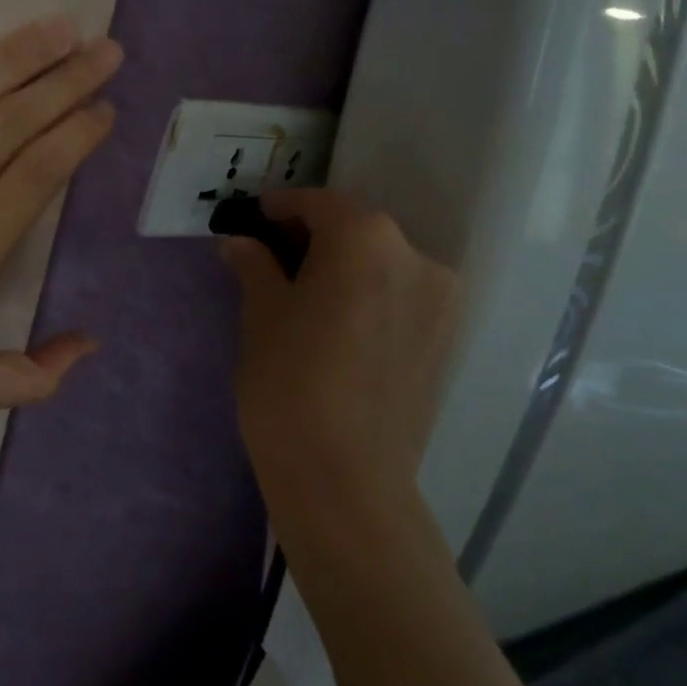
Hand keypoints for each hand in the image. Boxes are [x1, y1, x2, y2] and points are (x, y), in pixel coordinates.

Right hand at [220, 190, 456, 543]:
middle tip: (271, 256)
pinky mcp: (447, 340)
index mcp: (366, 239)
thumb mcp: (261, 314)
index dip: (281, 208)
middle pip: (355, 230)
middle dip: (312, 237)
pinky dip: (368, 295)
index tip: (254, 217)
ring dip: (342, 267)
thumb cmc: (290, 384)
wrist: (346, 481)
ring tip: (303, 293)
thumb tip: (239, 241)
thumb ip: (255, 265)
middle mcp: (415, 256)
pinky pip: (400, 296)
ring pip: (380, 264)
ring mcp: (440, 300)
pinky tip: (337, 323)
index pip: (319, 203)